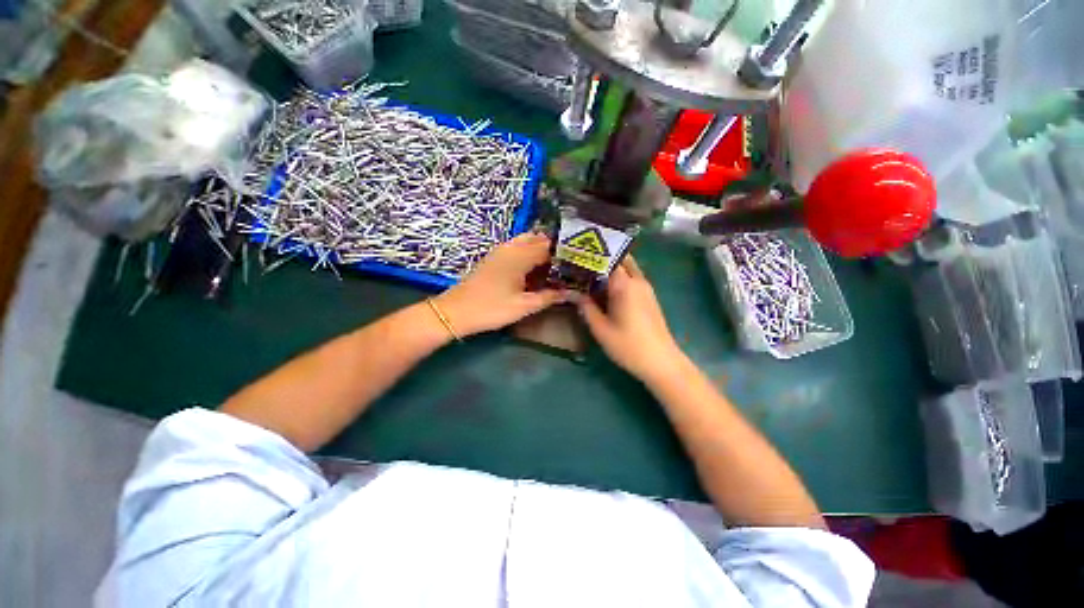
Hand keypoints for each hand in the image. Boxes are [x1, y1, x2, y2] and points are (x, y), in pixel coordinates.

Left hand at [437, 233, 566, 335]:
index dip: (563, 254)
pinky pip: (516, 247)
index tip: (575, 263)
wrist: (456, 311)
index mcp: (521, 256)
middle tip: (565, 266)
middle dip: (553, 249)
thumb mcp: (523, 306)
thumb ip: (548, 297)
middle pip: (538, 239)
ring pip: (526, 241)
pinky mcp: (493, 257)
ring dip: (539, 250)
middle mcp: (511, 248)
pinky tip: (532, 269)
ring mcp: (500, 251)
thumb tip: (570, 292)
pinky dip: (527, 253)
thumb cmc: (492, 308)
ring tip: (551, 267)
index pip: (549, 246)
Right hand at [578, 256, 686, 381]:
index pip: (607, 258)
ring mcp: (646, 288)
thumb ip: (585, 306)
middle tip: (583, 263)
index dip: (591, 255)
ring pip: (628, 268)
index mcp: (624, 284)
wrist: (661, 362)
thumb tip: (570, 292)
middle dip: (603, 258)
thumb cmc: (628, 345)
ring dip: (611, 268)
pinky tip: (605, 289)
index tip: (575, 256)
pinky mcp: (649, 297)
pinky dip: (619, 278)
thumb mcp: (600, 328)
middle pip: (621, 258)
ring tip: (590, 275)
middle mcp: (637, 280)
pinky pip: (632, 278)